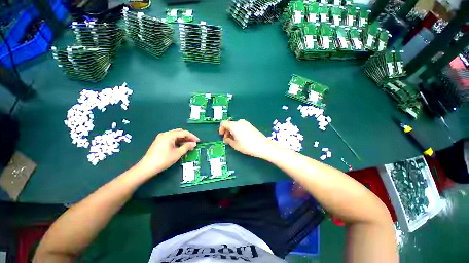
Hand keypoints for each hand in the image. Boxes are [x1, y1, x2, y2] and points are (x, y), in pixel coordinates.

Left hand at [136, 128, 198, 176]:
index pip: (184, 133)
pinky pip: (171, 138)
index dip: (192, 136)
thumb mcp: (177, 153)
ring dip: (183, 139)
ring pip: (175, 135)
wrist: (147, 167)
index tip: (198, 141)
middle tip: (193, 142)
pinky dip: (177, 141)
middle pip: (179, 132)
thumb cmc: (163, 159)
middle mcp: (165, 134)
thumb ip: (187, 147)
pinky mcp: (159, 142)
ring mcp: (161, 137)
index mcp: (169, 135)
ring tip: (189, 145)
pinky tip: (181, 146)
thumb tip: (194, 143)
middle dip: (188, 137)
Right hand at [219, 119, 278, 158]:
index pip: (224, 123)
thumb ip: (228, 140)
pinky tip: (240, 138)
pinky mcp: (250, 126)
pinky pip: (241, 126)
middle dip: (227, 131)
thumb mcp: (235, 145)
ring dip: (232, 131)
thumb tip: (227, 138)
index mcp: (234, 125)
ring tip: (234, 140)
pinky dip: (238, 130)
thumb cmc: (247, 146)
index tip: (222, 135)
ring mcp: (246, 123)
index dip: (221, 129)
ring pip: (235, 125)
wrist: (262, 145)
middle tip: (227, 139)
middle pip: (230, 124)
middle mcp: (240, 122)